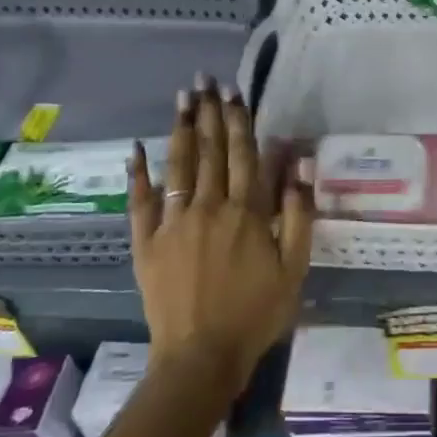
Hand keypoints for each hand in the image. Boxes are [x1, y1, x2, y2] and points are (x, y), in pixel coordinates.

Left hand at [127, 79, 311, 391]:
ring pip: (179, 165)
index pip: (244, 154)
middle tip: (206, 80)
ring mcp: (174, 222)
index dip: (240, 121)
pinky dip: (139, 173)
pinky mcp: (147, 242)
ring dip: (182, 128)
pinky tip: (137, 148)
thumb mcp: (294, 267)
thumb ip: (299, 213)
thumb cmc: (256, 313)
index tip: (235, 92)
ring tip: (183, 97)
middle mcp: (210, 206)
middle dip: (210, 112)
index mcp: (247, 212)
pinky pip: (141, 201)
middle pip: (211, 150)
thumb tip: (299, 164)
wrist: (201, 356)